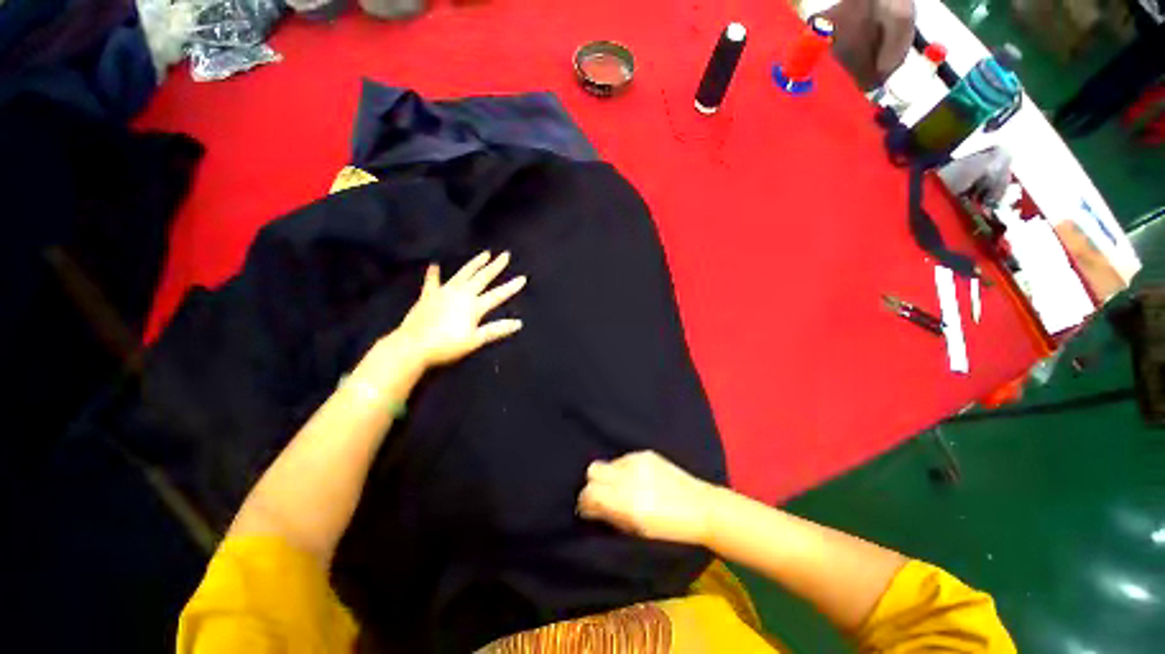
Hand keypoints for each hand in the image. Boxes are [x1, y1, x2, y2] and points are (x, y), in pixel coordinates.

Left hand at [396, 251, 526, 368]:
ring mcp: (443, 292)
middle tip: (505, 255)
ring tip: (484, 254)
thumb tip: (518, 323)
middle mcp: (461, 294)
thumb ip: (496, 330)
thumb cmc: (447, 345)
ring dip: (474, 264)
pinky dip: (434, 274)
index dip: (511, 287)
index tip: (523, 278)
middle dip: (495, 266)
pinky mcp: (428, 295)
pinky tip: (435, 265)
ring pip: (463, 274)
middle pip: (482, 278)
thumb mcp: (475, 340)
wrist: (413, 345)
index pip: (498, 295)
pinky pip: (432, 281)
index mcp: (474, 305)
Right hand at [577, 451, 718, 545]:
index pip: (589, 493)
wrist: (701, 508)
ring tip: (622, 488)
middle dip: (593, 484)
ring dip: (609, 476)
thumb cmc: (670, 530)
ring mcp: (638, 461)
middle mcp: (629, 477)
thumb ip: (610, 517)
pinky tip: (637, 480)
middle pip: (593, 470)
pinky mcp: (646, 453)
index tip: (589, 509)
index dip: (585, 502)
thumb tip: (591, 509)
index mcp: (626, 502)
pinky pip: (623, 459)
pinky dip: (623, 470)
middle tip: (602, 496)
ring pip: (608, 463)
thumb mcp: (636, 532)